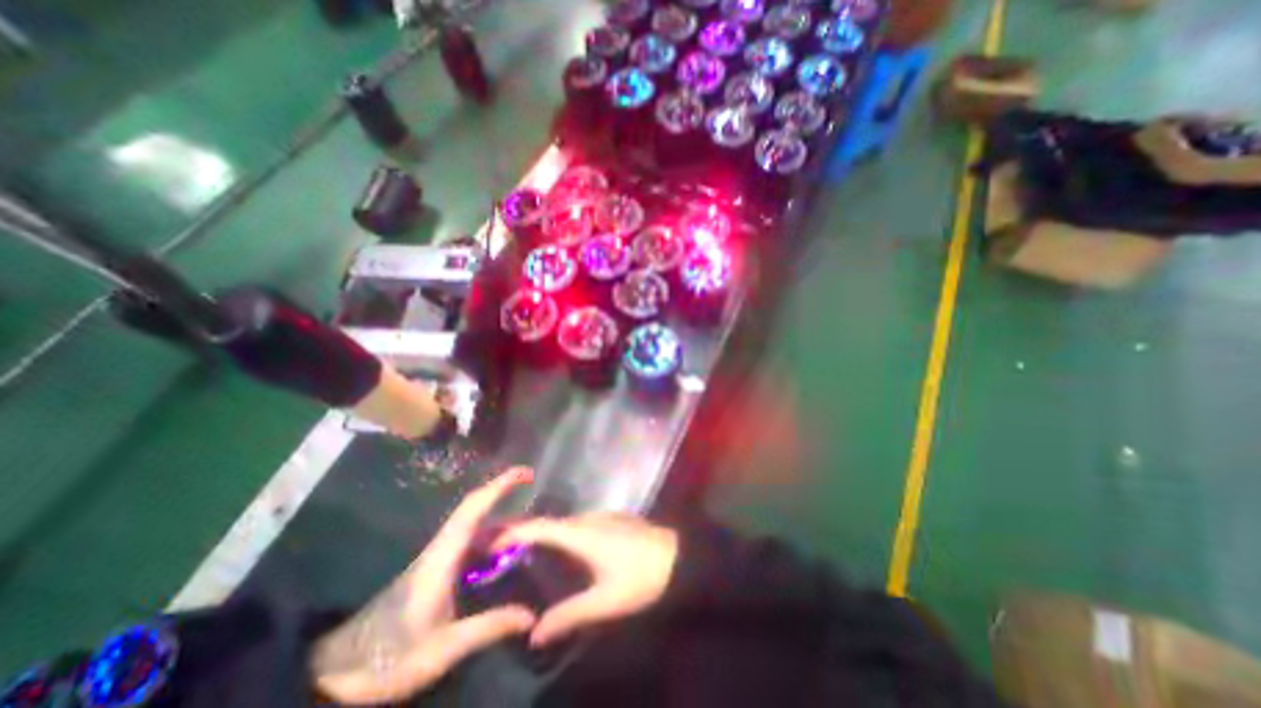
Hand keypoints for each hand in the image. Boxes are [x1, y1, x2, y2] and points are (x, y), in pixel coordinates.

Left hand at [314, 467, 536, 704]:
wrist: (340, 673)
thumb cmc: (391, 657)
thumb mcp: (443, 648)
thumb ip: (489, 627)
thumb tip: (531, 615)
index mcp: (442, 557)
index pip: (474, 508)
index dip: (500, 485)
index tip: (525, 472)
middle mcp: (441, 548)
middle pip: (474, 507)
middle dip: (502, 490)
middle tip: (532, 487)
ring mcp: (437, 556)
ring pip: (472, 523)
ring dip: (499, 516)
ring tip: (528, 525)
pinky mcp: (435, 567)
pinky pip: (469, 540)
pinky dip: (490, 535)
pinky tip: (503, 551)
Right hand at [488, 511, 679, 650]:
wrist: (679, 555)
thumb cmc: (641, 576)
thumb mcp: (605, 601)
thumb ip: (569, 615)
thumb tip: (534, 633)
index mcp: (581, 534)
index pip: (539, 527)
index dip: (513, 532)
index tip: (489, 543)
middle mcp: (588, 519)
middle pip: (549, 523)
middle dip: (525, 535)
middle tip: (501, 556)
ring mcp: (602, 517)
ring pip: (566, 524)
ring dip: (545, 535)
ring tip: (526, 557)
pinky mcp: (612, 520)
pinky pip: (579, 525)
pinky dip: (563, 536)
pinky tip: (563, 554)